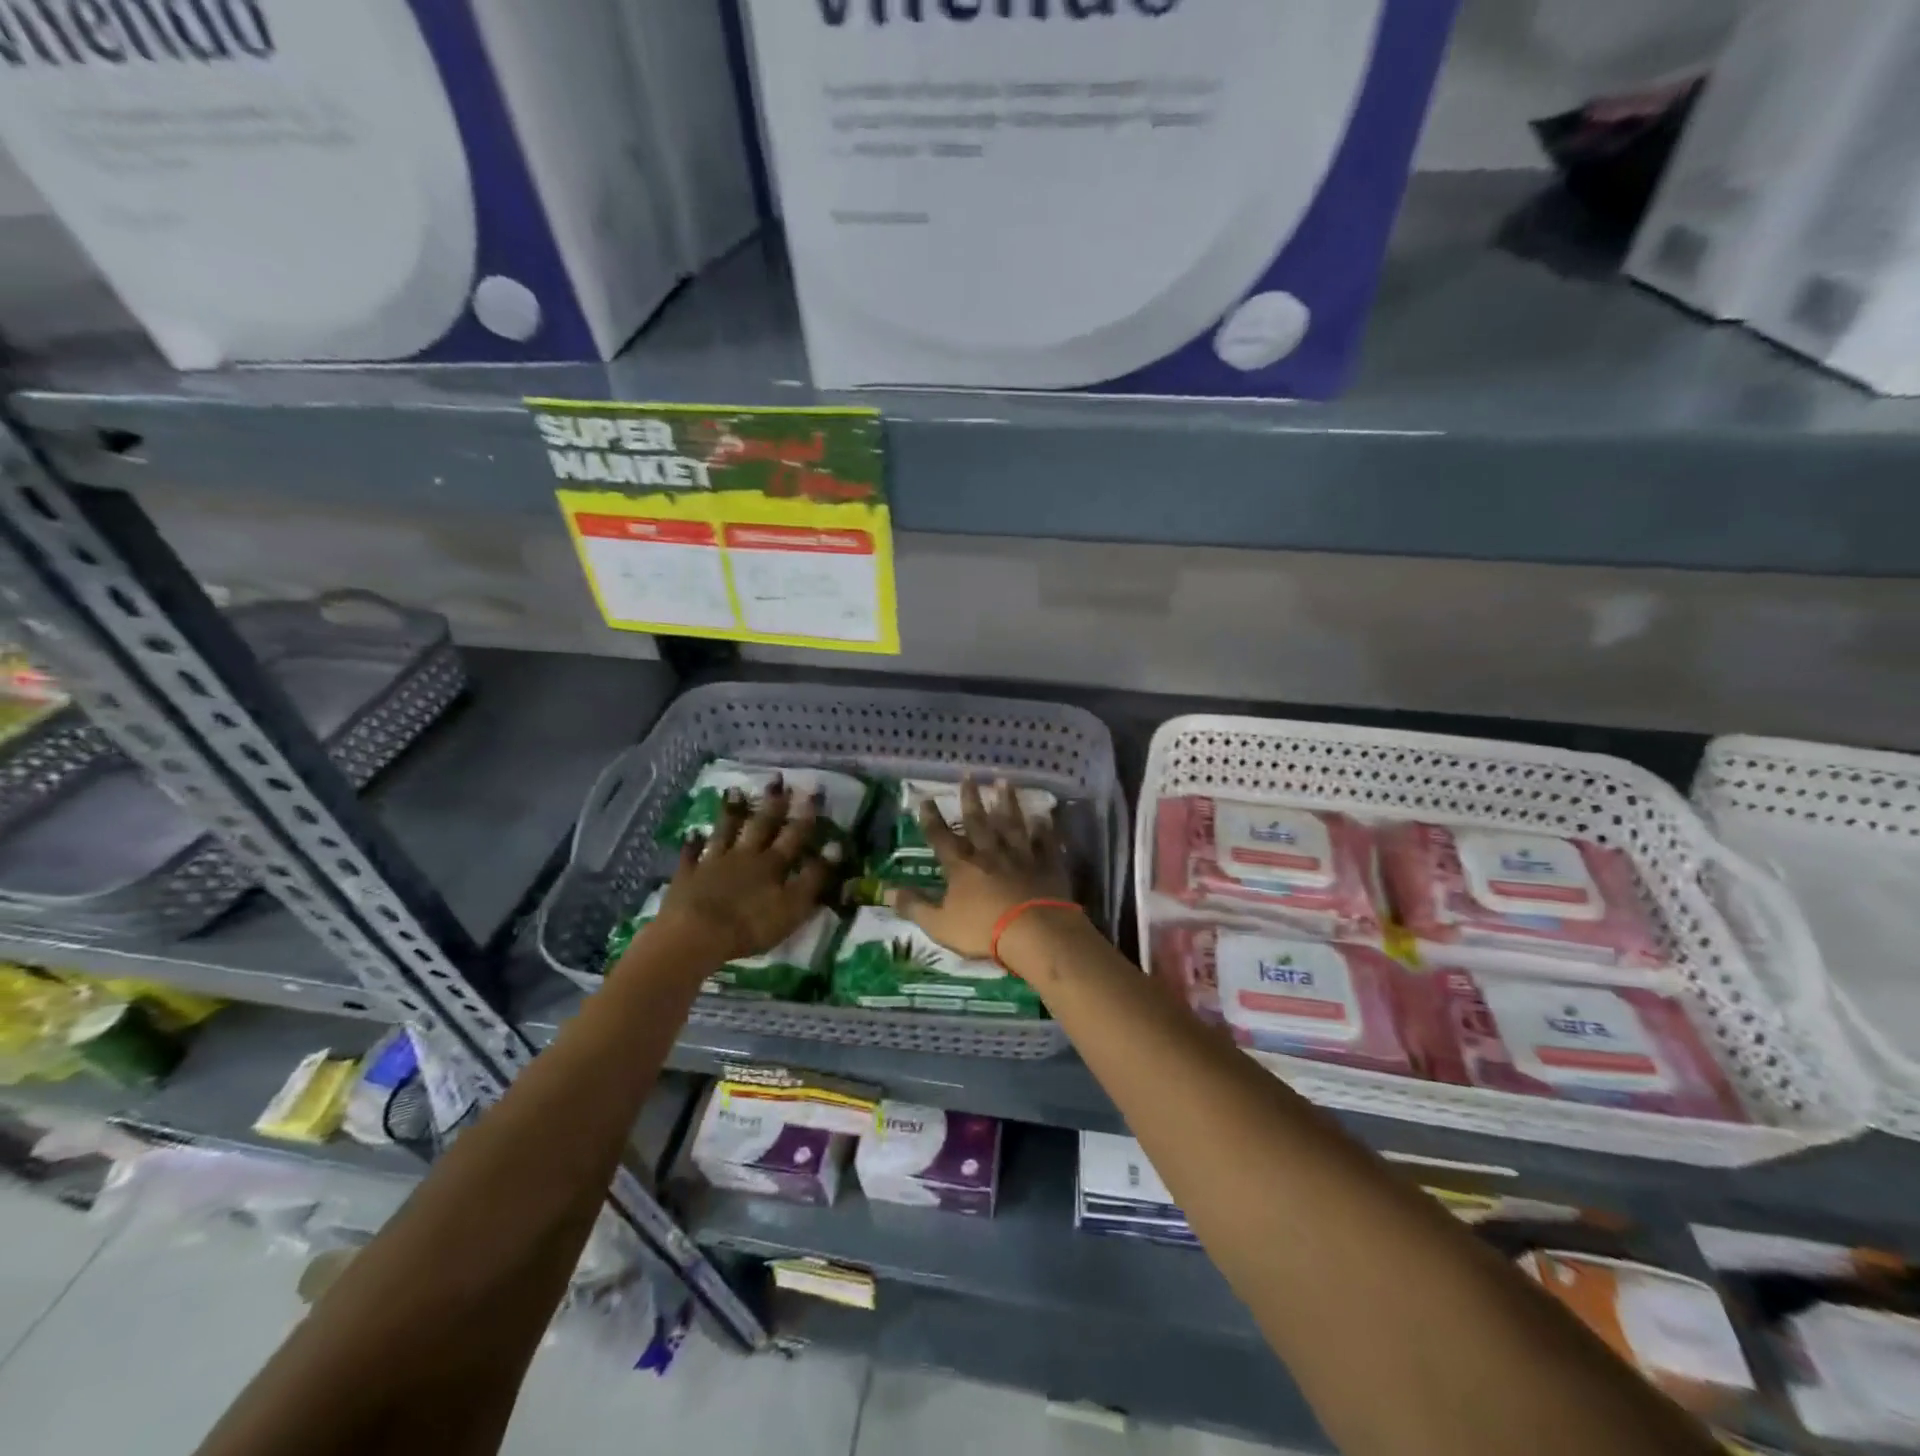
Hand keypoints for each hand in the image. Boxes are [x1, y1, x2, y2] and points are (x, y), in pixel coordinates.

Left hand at [645, 780, 840, 967]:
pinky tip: (693, 832)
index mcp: (773, 864)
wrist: (696, 934)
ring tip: (735, 790)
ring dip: (732, 812)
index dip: (806, 815)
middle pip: (761, 825)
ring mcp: (713, 863)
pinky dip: (693, 843)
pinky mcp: (688, 876)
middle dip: (772, 803)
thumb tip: (836, 847)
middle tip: (777, 778)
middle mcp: (745, 856)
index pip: (794, 835)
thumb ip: (814, 877)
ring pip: (725, 831)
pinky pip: (691, 854)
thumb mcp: (794, 906)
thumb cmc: (751, 925)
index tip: (813, 791)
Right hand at [888, 777, 1073, 959]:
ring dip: (1007, 802)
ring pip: (1012, 823)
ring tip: (1005, 782)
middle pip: (978, 821)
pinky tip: (1043, 816)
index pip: (941, 837)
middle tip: (968, 775)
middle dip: (971, 798)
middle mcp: (990, 853)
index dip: (932, 819)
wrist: (1034, 932)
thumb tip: (888, 890)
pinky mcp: (1047, 865)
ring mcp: (1021, 856)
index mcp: (962, 866)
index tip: (926, 799)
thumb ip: (915, 906)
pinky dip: (1044, 829)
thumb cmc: (983, 930)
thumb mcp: (939, 924)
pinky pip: (1045, 842)